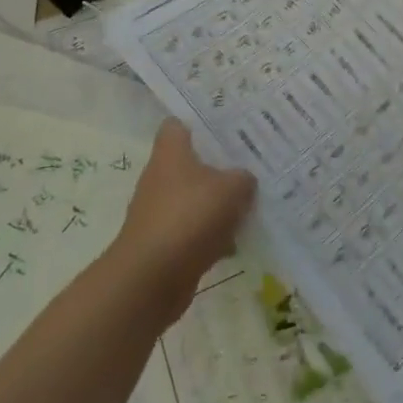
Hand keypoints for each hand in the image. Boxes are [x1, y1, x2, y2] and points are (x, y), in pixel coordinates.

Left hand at [115, 121, 255, 315]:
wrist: (149, 280)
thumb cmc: (188, 218)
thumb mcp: (231, 189)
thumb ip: (243, 178)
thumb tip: (244, 180)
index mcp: (171, 153)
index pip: (177, 124)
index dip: (200, 122)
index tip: (227, 126)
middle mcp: (161, 177)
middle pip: (192, 162)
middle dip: (220, 165)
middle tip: (252, 163)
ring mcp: (160, 212)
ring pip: (196, 198)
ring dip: (219, 203)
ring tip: (252, 202)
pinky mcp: (164, 244)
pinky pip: (195, 230)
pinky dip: (214, 235)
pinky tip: (239, 241)